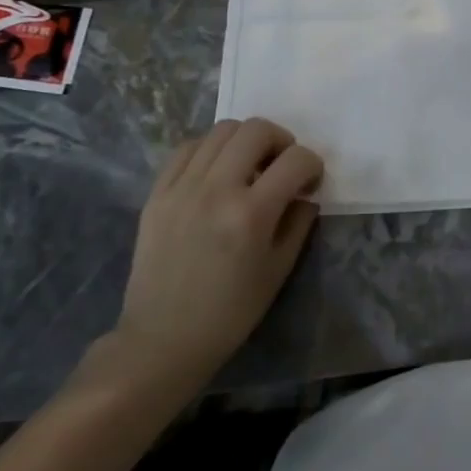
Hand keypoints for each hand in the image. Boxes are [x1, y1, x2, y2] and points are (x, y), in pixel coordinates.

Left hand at [112, 118, 323, 386]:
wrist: (162, 341)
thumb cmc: (230, 312)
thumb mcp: (279, 270)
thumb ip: (299, 222)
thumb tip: (305, 193)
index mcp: (251, 214)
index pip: (296, 159)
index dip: (313, 165)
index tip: (310, 183)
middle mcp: (216, 190)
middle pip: (257, 129)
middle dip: (282, 141)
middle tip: (282, 166)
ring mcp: (182, 189)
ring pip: (222, 130)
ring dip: (246, 140)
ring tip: (249, 166)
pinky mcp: (157, 194)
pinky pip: (188, 148)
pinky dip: (210, 150)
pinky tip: (217, 172)